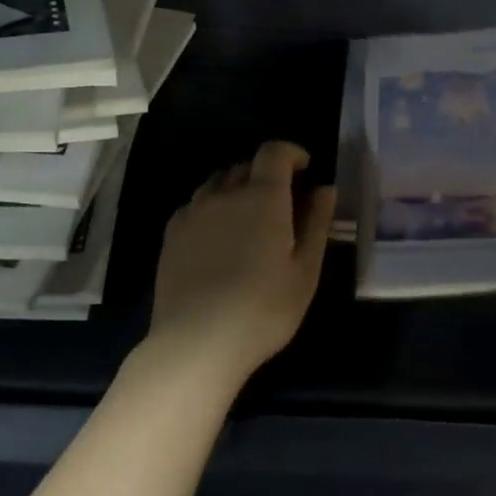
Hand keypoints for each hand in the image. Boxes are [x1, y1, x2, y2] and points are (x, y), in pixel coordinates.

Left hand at [148, 140, 336, 389]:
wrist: (196, 343)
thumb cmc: (263, 309)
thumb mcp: (305, 271)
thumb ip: (316, 223)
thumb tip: (324, 189)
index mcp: (263, 197)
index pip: (274, 152)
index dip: (291, 153)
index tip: (304, 168)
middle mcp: (225, 194)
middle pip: (245, 166)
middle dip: (266, 174)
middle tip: (281, 203)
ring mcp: (193, 212)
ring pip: (217, 184)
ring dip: (237, 189)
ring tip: (248, 220)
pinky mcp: (171, 234)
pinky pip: (195, 205)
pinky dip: (212, 208)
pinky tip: (218, 238)